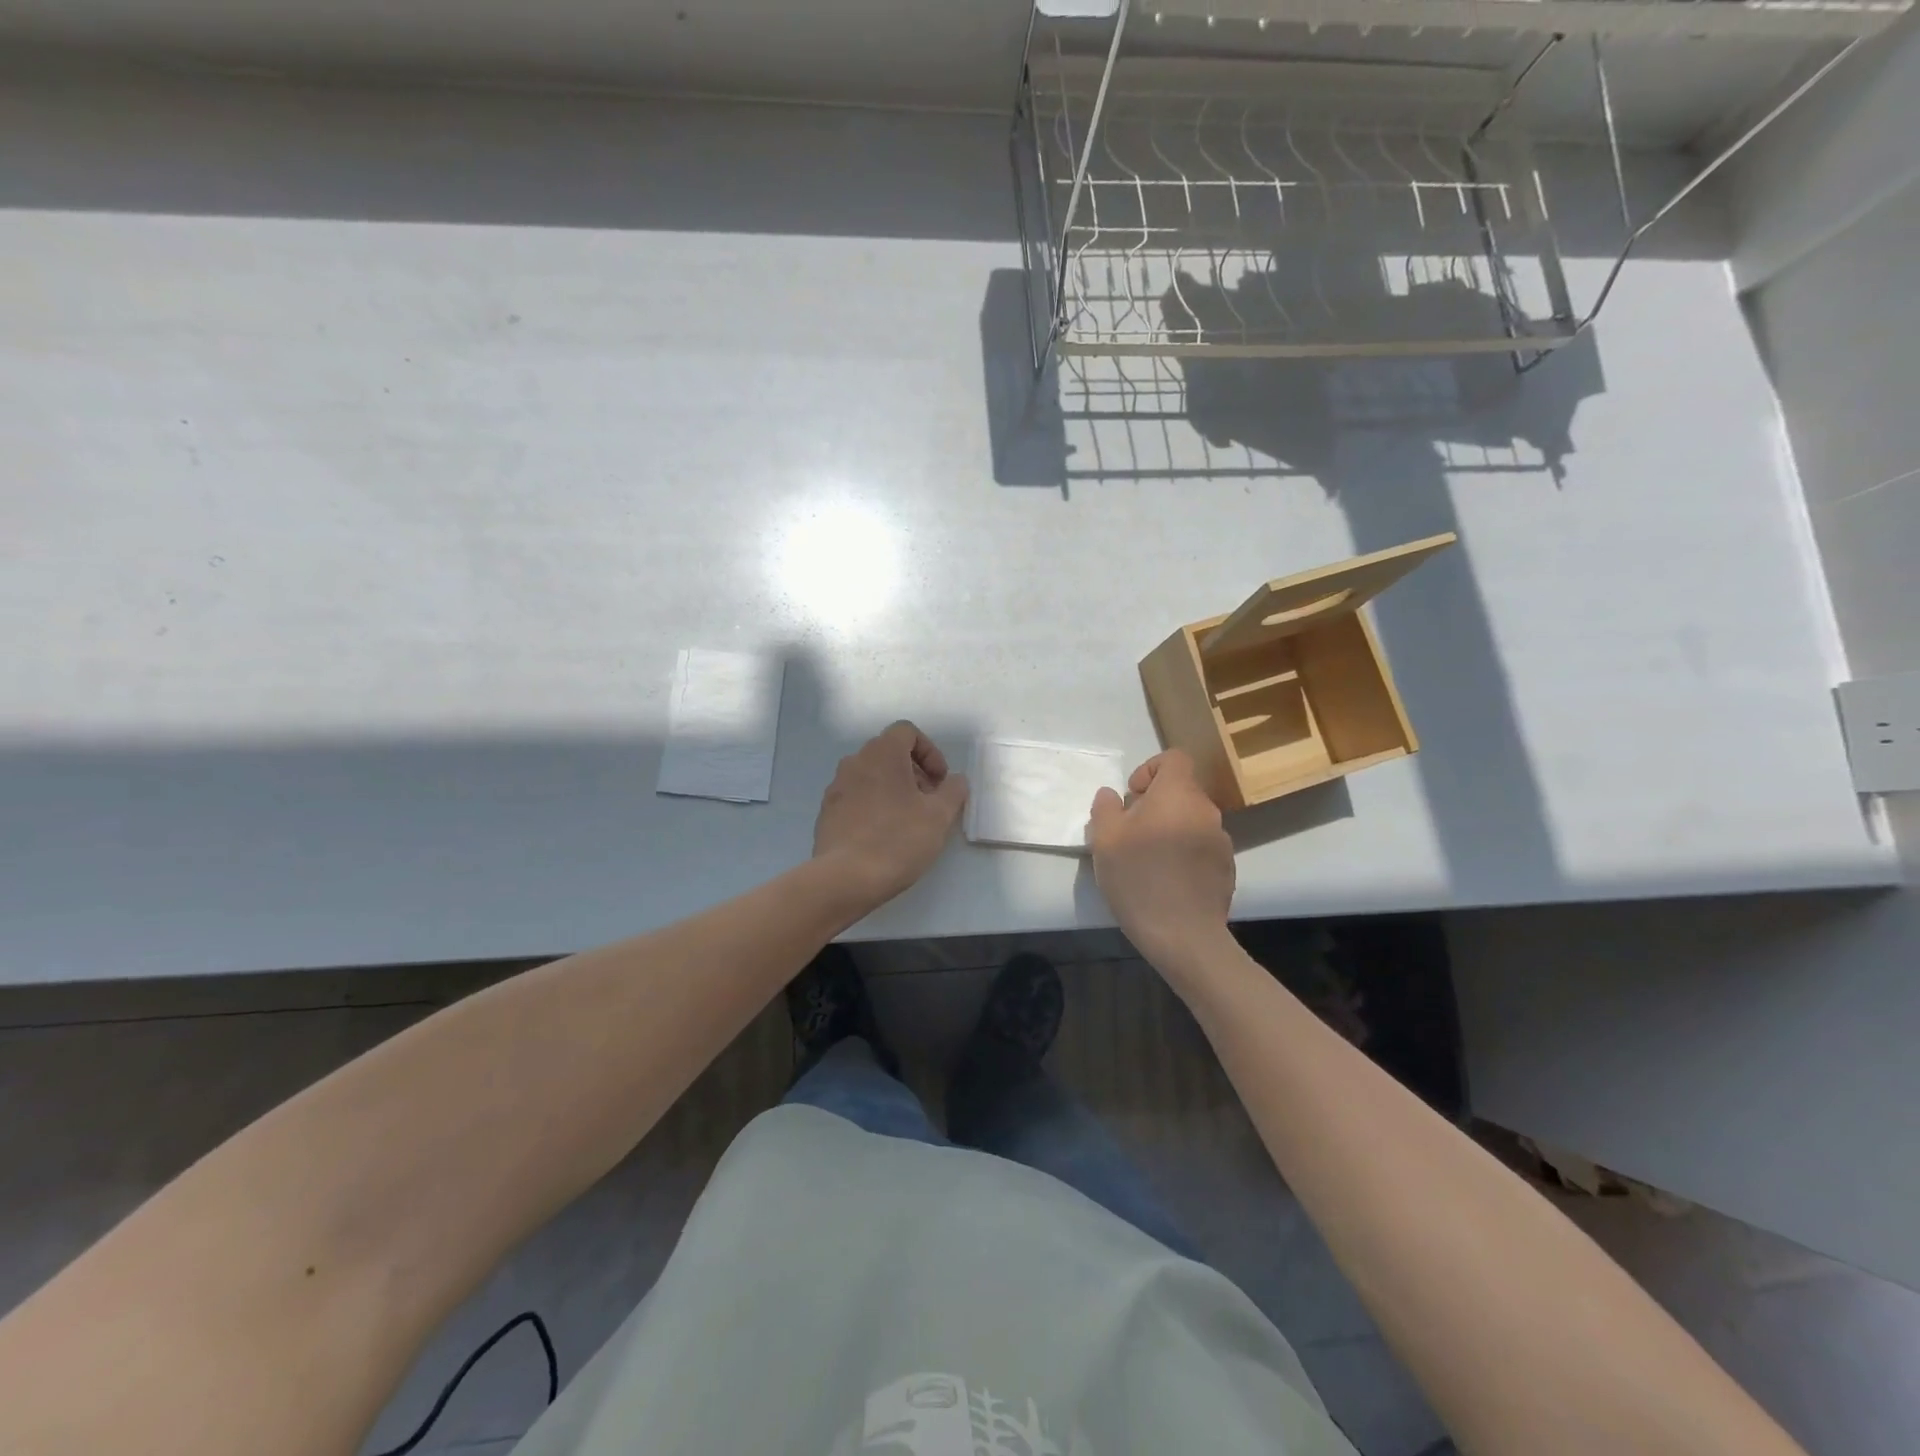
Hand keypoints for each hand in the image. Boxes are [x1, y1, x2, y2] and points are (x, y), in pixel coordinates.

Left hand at [814, 721, 968, 910]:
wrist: (845, 878)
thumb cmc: (898, 839)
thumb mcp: (939, 816)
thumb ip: (953, 791)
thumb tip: (955, 781)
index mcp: (881, 754)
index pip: (907, 732)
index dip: (930, 752)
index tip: (940, 781)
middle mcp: (854, 762)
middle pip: (889, 753)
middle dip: (914, 772)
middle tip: (929, 802)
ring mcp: (836, 788)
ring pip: (871, 776)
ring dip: (894, 789)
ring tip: (909, 821)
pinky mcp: (827, 813)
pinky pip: (856, 798)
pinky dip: (874, 806)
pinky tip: (884, 836)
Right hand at [1089, 750, 1235, 968]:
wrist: (1183, 935)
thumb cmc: (1138, 878)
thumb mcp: (1105, 840)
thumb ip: (1106, 808)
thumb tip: (1111, 796)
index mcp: (1178, 795)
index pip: (1174, 758)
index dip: (1150, 769)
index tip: (1132, 797)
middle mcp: (1206, 811)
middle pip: (1181, 792)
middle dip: (1155, 805)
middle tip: (1131, 833)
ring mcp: (1221, 841)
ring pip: (1191, 821)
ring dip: (1170, 830)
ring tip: (1148, 860)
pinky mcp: (1227, 869)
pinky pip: (1201, 848)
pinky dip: (1184, 854)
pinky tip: (1167, 881)